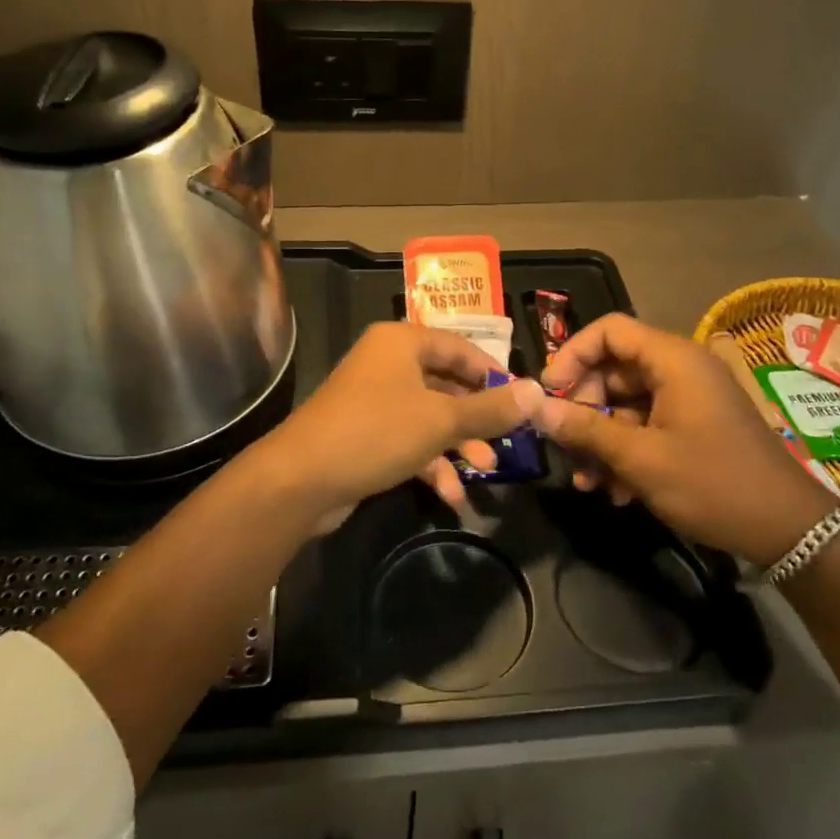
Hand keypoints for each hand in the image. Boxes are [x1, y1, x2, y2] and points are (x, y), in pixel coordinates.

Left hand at [252, 322, 543, 512]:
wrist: (301, 480)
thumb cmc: (377, 432)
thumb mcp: (441, 420)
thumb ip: (490, 409)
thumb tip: (537, 392)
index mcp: (402, 342)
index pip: (460, 347)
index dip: (493, 373)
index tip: (522, 400)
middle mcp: (387, 363)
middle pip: (446, 383)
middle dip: (477, 418)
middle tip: (507, 442)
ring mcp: (374, 399)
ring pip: (430, 416)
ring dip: (458, 445)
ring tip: (485, 472)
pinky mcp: (365, 434)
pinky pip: (409, 440)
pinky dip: (431, 463)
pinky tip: (451, 496)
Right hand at [532, 314, 835, 563]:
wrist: (789, 530)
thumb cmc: (712, 483)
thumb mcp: (640, 458)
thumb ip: (585, 428)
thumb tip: (535, 407)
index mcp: (672, 359)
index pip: (609, 330)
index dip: (572, 355)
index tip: (549, 394)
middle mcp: (680, 369)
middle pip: (613, 368)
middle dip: (584, 408)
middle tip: (566, 444)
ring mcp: (689, 398)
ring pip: (626, 403)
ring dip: (601, 439)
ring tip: (587, 482)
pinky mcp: (694, 426)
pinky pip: (647, 425)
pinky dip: (627, 451)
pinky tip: (617, 492)